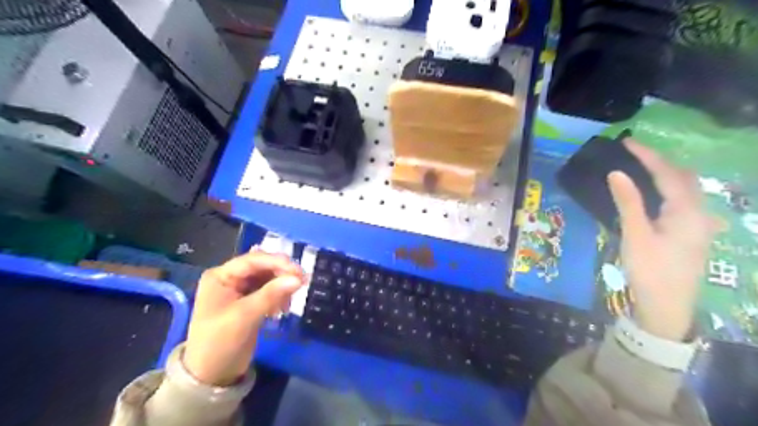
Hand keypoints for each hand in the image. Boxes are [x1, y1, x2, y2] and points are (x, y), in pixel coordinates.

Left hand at [182, 249, 304, 384]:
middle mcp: (230, 279)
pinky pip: (270, 291)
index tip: (298, 270)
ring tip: (290, 301)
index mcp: (220, 276)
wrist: (211, 376)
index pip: (252, 260)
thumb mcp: (244, 316)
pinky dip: (279, 296)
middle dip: (282, 273)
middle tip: (302, 281)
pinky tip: (283, 309)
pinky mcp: (250, 302)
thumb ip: (271, 294)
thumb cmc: (220, 342)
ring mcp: (240, 290)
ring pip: (268, 278)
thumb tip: (299, 279)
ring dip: (282, 285)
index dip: (276, 262)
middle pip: (262, 267)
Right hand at [608, 139, 717, 341]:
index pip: (667, 174)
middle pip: (683, 177)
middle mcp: (699, 213)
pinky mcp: (693, 234)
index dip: (647, 155)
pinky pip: (684, 201)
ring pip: (686, 189)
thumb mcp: (635, 236)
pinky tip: (658, 194)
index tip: (627, 142)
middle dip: (660, 161)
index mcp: (686, 212)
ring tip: (643, 167)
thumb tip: (616, 173)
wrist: (668, 307)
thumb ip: (628, 203)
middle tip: (634, 153)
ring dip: (666, 174)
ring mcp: (699, 225)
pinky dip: (669, 189)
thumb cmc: (650, 270)